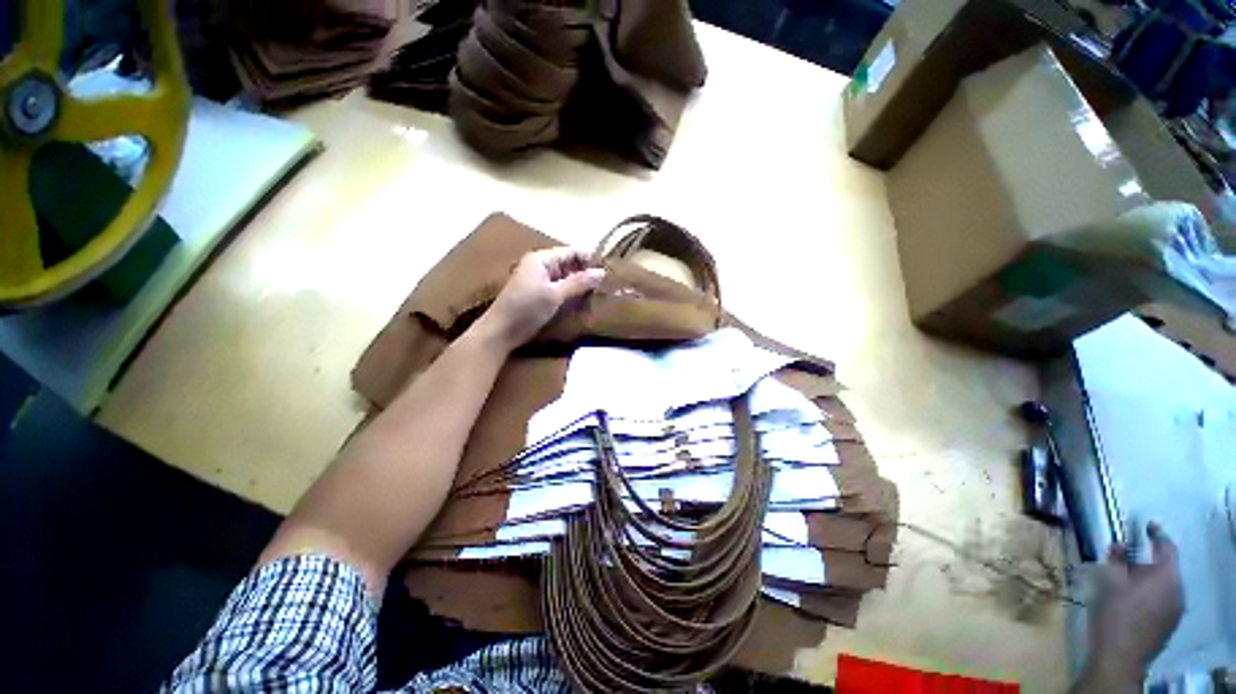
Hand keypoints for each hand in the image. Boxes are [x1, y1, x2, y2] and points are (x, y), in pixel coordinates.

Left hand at [478, 247, 604, 349]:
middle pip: (570, 264)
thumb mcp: (554, 294)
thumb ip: (578, 282)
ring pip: (566, 277)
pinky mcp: (540, 295)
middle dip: (587, 273)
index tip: (610, 270)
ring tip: (600, 293)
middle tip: (608, 284)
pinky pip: (561, 289)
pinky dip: (572, 294)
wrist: (500, 332)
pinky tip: (584, 302)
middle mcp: (541, 266)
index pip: (572, 251)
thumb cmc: (526, 309)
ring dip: (581, 285)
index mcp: (542, 259)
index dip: (590, 259)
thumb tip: (602, 272)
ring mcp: (540, 280)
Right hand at [1077, 522, 1183, 691]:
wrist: (1120, 657)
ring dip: (1147, 580)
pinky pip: (1162, 601)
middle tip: (1124, 560)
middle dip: (1146, 563)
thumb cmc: (1115, 613)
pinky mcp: (1168, 624)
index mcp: (1166, 577)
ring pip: (1163, 587)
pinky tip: (1131, 602)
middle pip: (1165, 569)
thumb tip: (1119, 544)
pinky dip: (1149, 595)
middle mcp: (1177, 591)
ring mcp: (1175, 611)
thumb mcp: (1110, 582)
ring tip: (1125, 582)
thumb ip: (1116, 560)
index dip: (1157, 535)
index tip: (1147, 525)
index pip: (1167, 548)